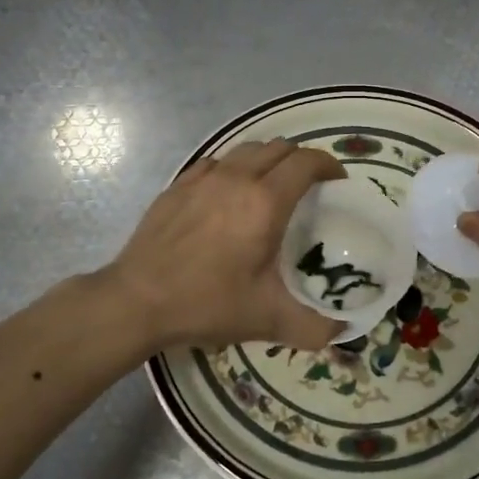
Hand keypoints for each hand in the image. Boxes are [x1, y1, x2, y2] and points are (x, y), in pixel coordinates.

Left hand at [104, 139, 347, 351]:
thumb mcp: (268, 320)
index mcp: (265, 202)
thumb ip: (314, 327)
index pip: (306, 162)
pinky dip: (233, 169)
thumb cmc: (207, 304)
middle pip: (279, 148)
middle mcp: (236, 179)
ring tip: (271, 187)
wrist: (136, 301)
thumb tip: (342, 330)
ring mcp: (203, 178)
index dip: (328, 166)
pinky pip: (216, 162)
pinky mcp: (178, 185)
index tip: (337, 183)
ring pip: (246, 150)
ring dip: (268, 160)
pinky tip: (229, 195)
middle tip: (309, 187)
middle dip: (301, 161)